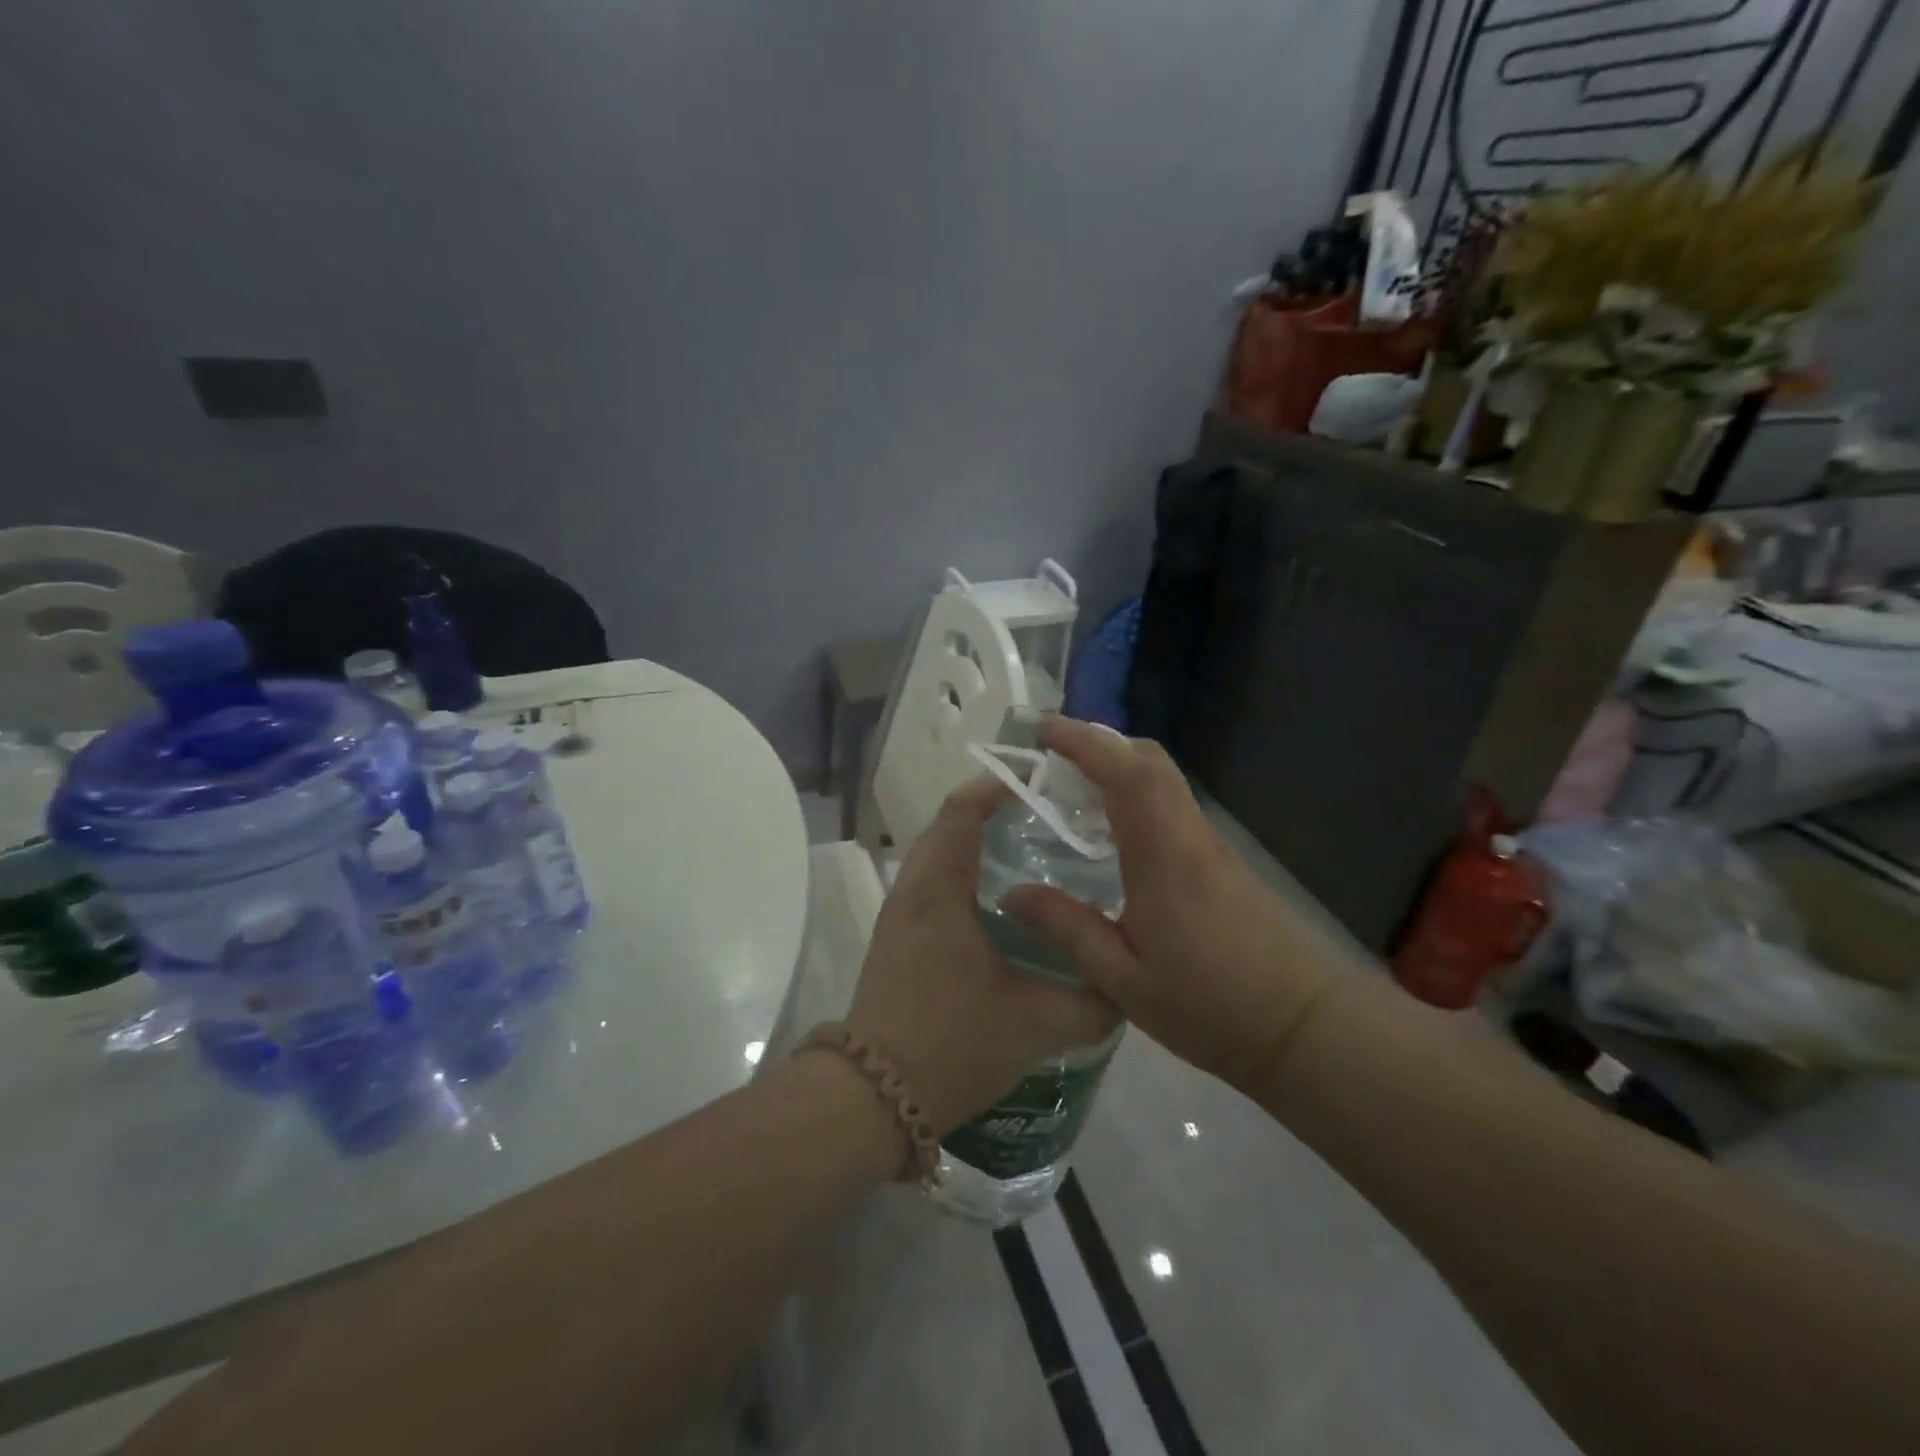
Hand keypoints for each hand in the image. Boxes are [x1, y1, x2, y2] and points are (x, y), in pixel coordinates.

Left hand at [842, 776, 1117, 1137]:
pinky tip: (1001, 908)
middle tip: (1048, 819)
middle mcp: (913, 891)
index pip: (963, 811)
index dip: (997, 787)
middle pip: (949, 827)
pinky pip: (933, 886)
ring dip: (977, 846)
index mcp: (939, 889)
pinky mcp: (897, 941)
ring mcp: (899, 916)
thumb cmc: (951, 1043)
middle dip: (994, 814)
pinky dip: (965, 876)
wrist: (872, 1098)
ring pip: (939, 858)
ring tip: (1031, 855)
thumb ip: (1090, 1004)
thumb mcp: (1035, 1024)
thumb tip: (1125, 989)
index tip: (1042, 783)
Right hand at [1000, 717, 1341, 1094]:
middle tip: (1053, 754)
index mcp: (1163, 855)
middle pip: (1151, 761)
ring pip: (1164, 781)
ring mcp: (1212, 846)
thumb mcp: (1124, 981)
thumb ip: (1068, 929)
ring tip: (1073, 787)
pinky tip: (1113, 832)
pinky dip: (1138, 795)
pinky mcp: (1224, 863)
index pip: (1125, 773)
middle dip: (1101, 743)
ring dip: (1120, 767)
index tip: (1043, 729)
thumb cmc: (1211, 1006)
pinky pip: (1173, 806)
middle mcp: (1189, 836)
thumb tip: (1012, 893)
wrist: (1308, 1028)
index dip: (1083, 742)